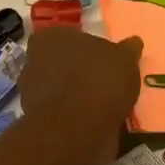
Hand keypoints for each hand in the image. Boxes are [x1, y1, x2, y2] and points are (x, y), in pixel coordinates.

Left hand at [19, 27, 143, 164]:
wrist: (77, 127)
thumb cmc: (99, 80)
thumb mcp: (125, 58)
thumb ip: (128, 49)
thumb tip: (133, 42)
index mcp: (50, 37)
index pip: (67, 37)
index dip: (86, 48)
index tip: (103, 59)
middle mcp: (33, 61)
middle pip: (60, 63)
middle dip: (78, 71)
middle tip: (104, 81)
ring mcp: (30, 93)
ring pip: (58, 89)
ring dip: (75, 95)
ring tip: (103, 105)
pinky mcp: (36, 120)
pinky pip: (61, 113)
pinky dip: (74, 116)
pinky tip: (94, 121)